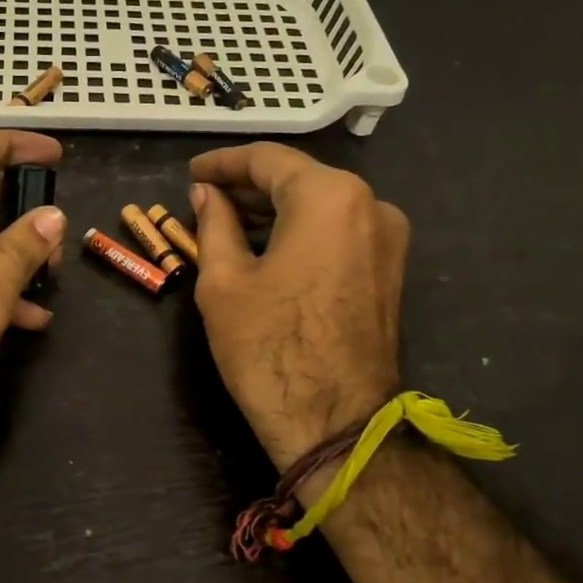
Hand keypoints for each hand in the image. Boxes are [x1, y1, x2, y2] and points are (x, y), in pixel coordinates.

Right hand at [188, 143, 407, 470]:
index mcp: (329, 196)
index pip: (268, 159)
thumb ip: (214, 223)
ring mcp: (388, 238)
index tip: (192, 172)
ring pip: (320, 204)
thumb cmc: (269, 346)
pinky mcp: (389, 269)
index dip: (223, 163)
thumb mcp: (223, 280)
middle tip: (203, 199)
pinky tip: (265, 246)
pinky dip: (299, 230)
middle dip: (248, 186)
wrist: (335, 423)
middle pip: (299, 178)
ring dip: (273, 209)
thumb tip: (206, 193)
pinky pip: (338, 231)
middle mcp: (370, 204)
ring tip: (226, 223)